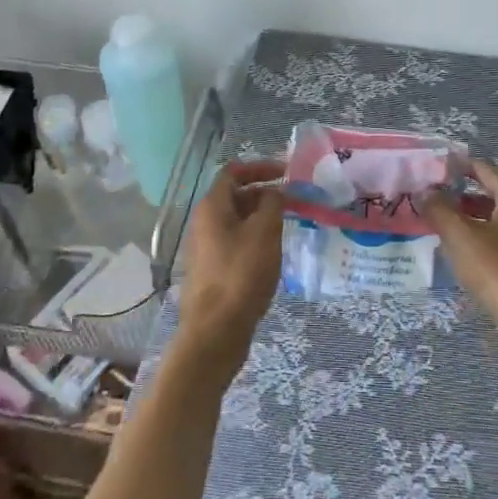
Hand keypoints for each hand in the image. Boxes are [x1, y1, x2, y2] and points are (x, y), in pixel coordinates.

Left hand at [174, 160, 285, 376]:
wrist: (215, 331)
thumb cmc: (241, 274)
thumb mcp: (264, 232)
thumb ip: (272, 203)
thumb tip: (275, 192)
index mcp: (212, 206)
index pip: (233, 172)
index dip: (260, 167)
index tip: (287, 173)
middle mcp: (204, 222)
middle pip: (235, 196)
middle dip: (264, 194)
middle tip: (293, 202)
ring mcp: (206, 248)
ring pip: (237, 221)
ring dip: (261, 218)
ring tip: (288, 226)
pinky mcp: (213, 270)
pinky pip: (236, 242)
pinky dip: (255, 239)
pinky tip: (273, 253)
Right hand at [424, 160, 497, 340]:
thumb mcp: (461, 237)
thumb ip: (439, 209)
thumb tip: (425, 191)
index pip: (484, 169)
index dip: (458, 167)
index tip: (434, 169)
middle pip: (492, 195)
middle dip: (462, 196)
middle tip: (433, 201)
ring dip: (472, 221)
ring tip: (444, 229)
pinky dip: (485, 241)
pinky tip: (468, 257)